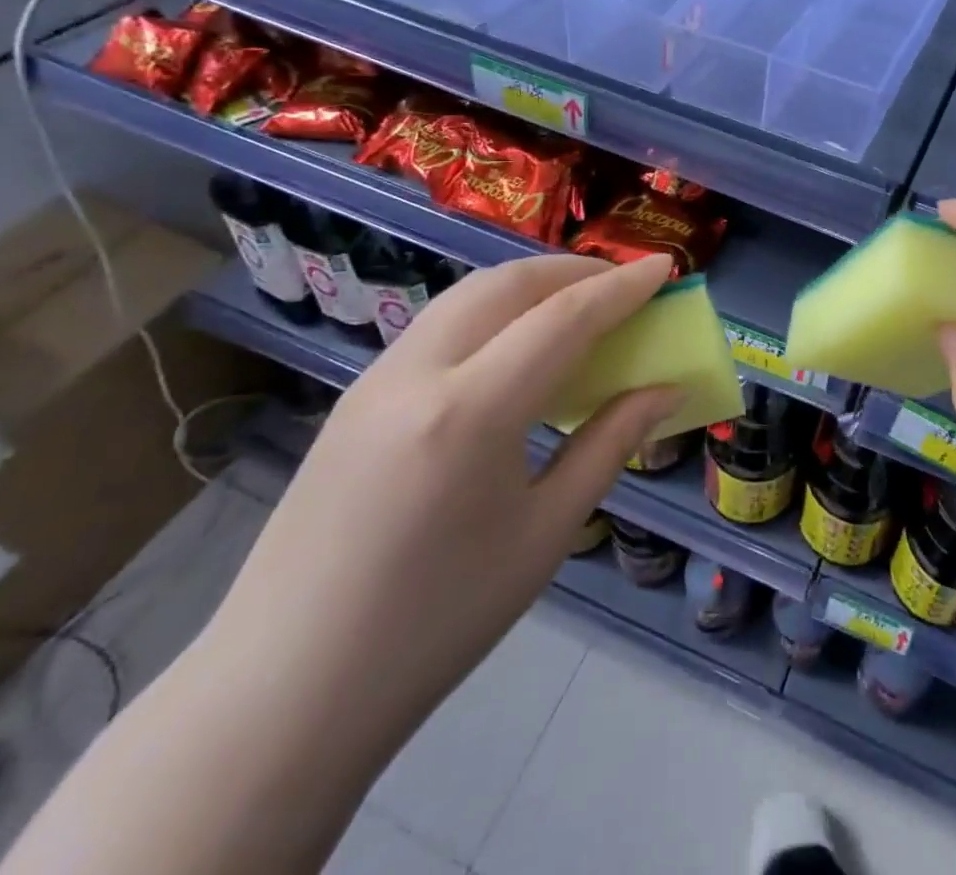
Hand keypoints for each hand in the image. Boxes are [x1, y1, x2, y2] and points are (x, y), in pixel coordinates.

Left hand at [197, 253, 681, 744]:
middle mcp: (417, 374)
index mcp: (470, 413)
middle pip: (508, 283)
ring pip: (467, 296)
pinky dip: (493, 313)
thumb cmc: (438, 622)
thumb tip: (666, 390)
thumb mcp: (546, 532)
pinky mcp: (356, 397)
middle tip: (624, 286)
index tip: (665, 265)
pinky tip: (516, 348)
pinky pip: (440, 326)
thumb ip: (611, 443)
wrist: (289, 690)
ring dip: (531, 285)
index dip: (622, 287)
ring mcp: (376, 380)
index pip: (563, 318)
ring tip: (578, 305)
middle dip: (574, 270)